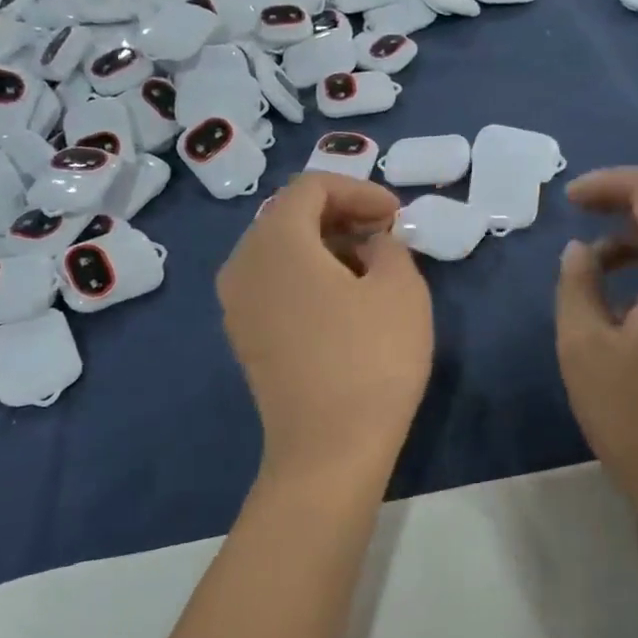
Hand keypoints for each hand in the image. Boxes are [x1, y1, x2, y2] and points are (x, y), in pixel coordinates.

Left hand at [218, 173, 432, 486]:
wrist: (329, 450)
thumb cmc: (371, 359)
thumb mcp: (401, 289)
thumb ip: (390, 246)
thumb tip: (373, 243)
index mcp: (275, 240)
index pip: (311, 186)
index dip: (360, 190)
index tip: (397, 215)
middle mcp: (243, 264)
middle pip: (290, 215)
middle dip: (342, 214)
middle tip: (387, 235)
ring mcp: (237, 304)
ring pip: (280, 250)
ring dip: (326, 245)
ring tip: (371, 266)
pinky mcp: (245, 337)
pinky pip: (274, 283)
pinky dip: (308, 275)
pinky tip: (344, 299)